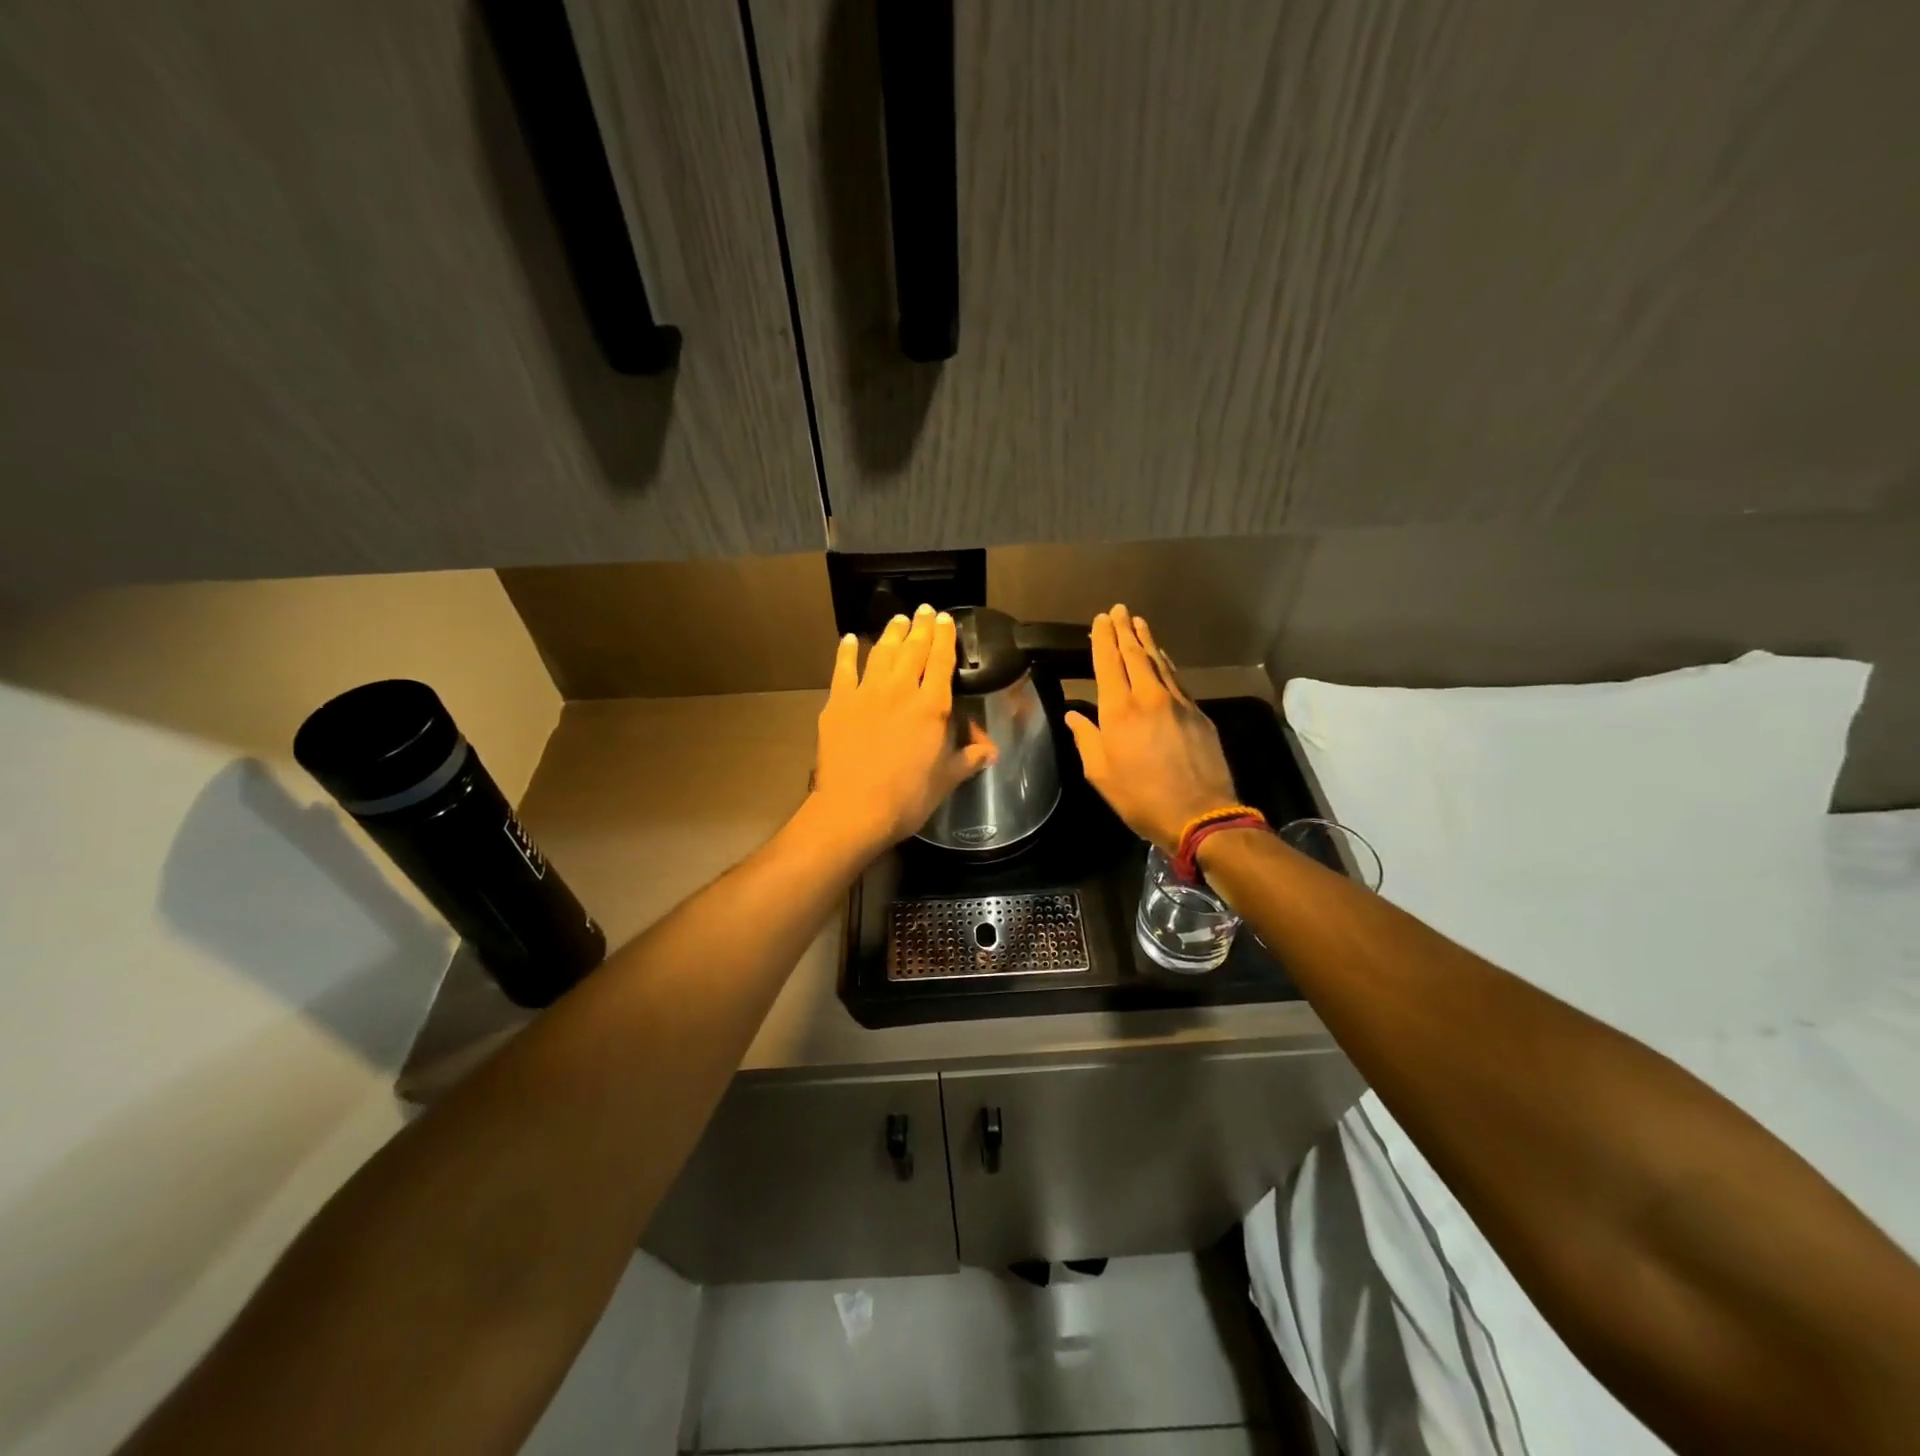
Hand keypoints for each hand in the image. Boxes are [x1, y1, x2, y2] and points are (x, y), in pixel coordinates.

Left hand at [811, 604, 998, 853]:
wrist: (855, 809)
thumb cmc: (908, 797)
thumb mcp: (947, 779)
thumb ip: (969, 758)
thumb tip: (992, 751)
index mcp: (932, 707)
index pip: (942, 662)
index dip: (945, 638)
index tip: (945, 620)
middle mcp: (901, 690)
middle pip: (913, 650)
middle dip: (921, 627)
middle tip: (924, 610)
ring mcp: (867, 693)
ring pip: (881, 652)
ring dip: (891, 633)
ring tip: (898, 619)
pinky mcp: (838, 703)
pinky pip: (843, 669)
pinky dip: (847, 652)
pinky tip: (849, 640)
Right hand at [1064, 605, 1238, 855]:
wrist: (1199, 814)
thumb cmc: (1140, 798)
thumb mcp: (1100, 774)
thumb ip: (1086, 739)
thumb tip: (1074, 717)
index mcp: (1118, 710)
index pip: (1108, 664)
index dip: (1103, 639)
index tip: (1100, 620)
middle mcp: (1148, 697)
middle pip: (1134, 654)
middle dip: (1125, 630)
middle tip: (1119, 610)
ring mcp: (1177, 702)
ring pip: (1159, 662)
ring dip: (1147, 641)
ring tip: (1139, 622)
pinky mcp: (1198, 714)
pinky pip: (1177, 679)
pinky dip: (1166, 663)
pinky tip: (1163, 657)